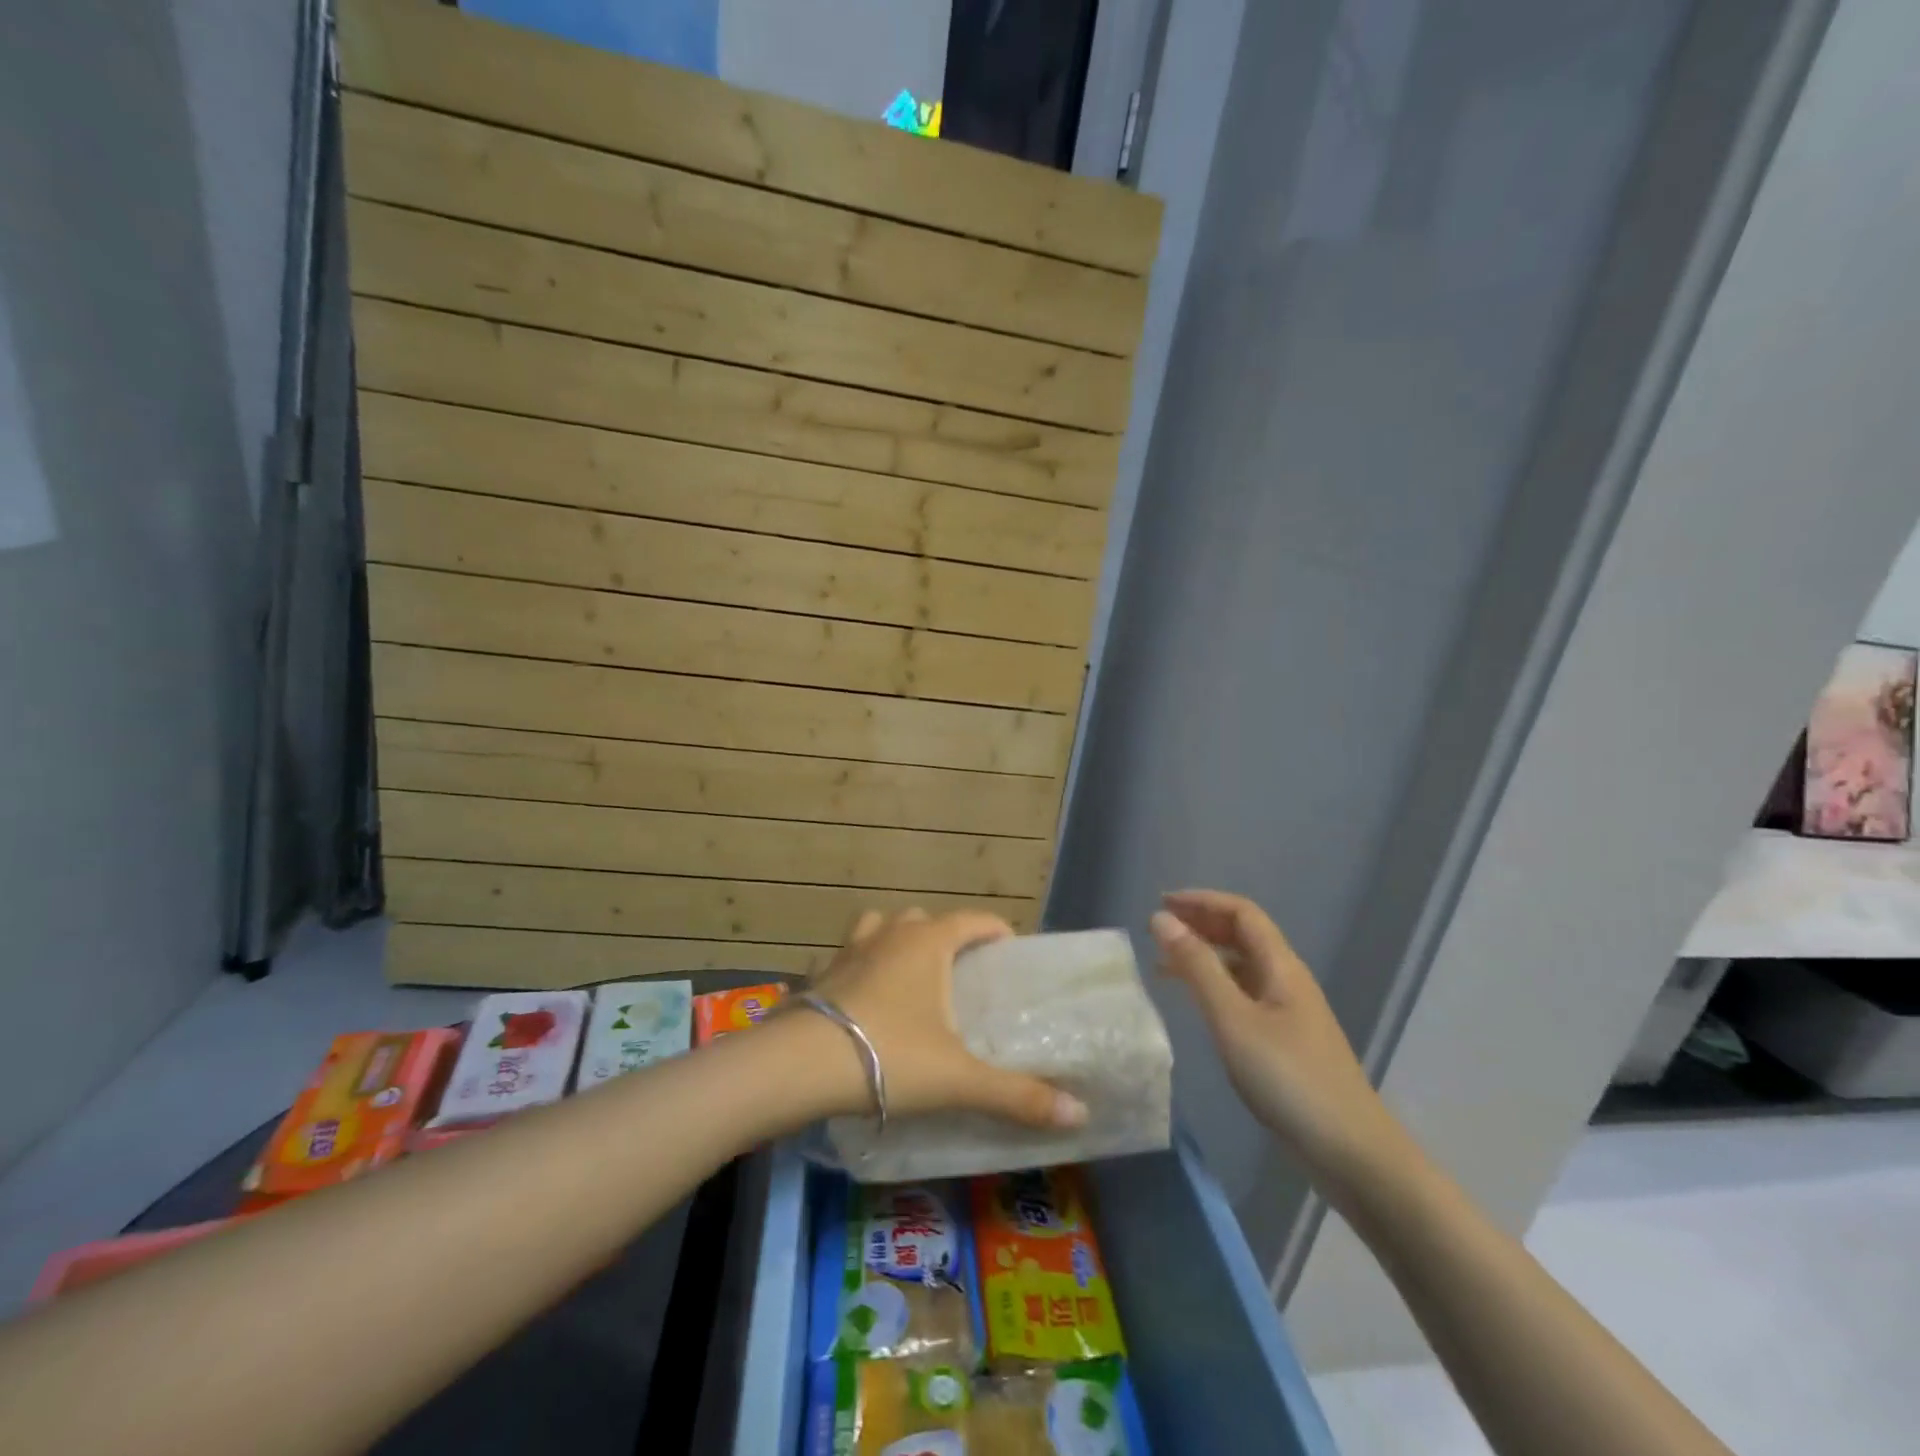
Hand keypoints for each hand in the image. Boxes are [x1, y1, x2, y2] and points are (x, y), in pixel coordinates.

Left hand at [808, 908, 1089, 1130]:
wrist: (801, 1065)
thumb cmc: (889, 1057)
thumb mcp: (958, 1079)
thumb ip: (1018, 1096)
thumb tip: (1080, 1115)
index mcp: (928, 943)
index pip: (972, 920)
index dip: (994, 930)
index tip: (1010, 951)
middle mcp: (888, 934)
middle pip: (925, 920)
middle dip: (946, 936)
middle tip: (960, 973)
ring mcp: (848, 949)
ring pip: (879, 926)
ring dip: (897, 940)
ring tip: (909, 976)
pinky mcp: (819, 973)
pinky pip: (846, 956)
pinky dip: (859, 965)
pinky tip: (861, 998)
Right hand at [1151, 890, 1414, 1199]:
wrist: (1352, 1154)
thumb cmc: (1289, 1080)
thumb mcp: (1233, 1020)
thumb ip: (1197, 967)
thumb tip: (1162, 919)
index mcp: (1281, 966)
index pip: (1241, 913)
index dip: (1201, 901)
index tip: (1161, 904)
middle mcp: (1287, 979)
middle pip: (1243, 935)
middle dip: (1201, 924)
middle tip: (1158, 931)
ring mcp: (1290, 1011)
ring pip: (1242, 966)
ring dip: (1205, 956)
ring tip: (1165, 966)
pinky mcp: (1287, 1041)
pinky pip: (1244, 994)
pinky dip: (1215, 986)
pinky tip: (1197, 1004)